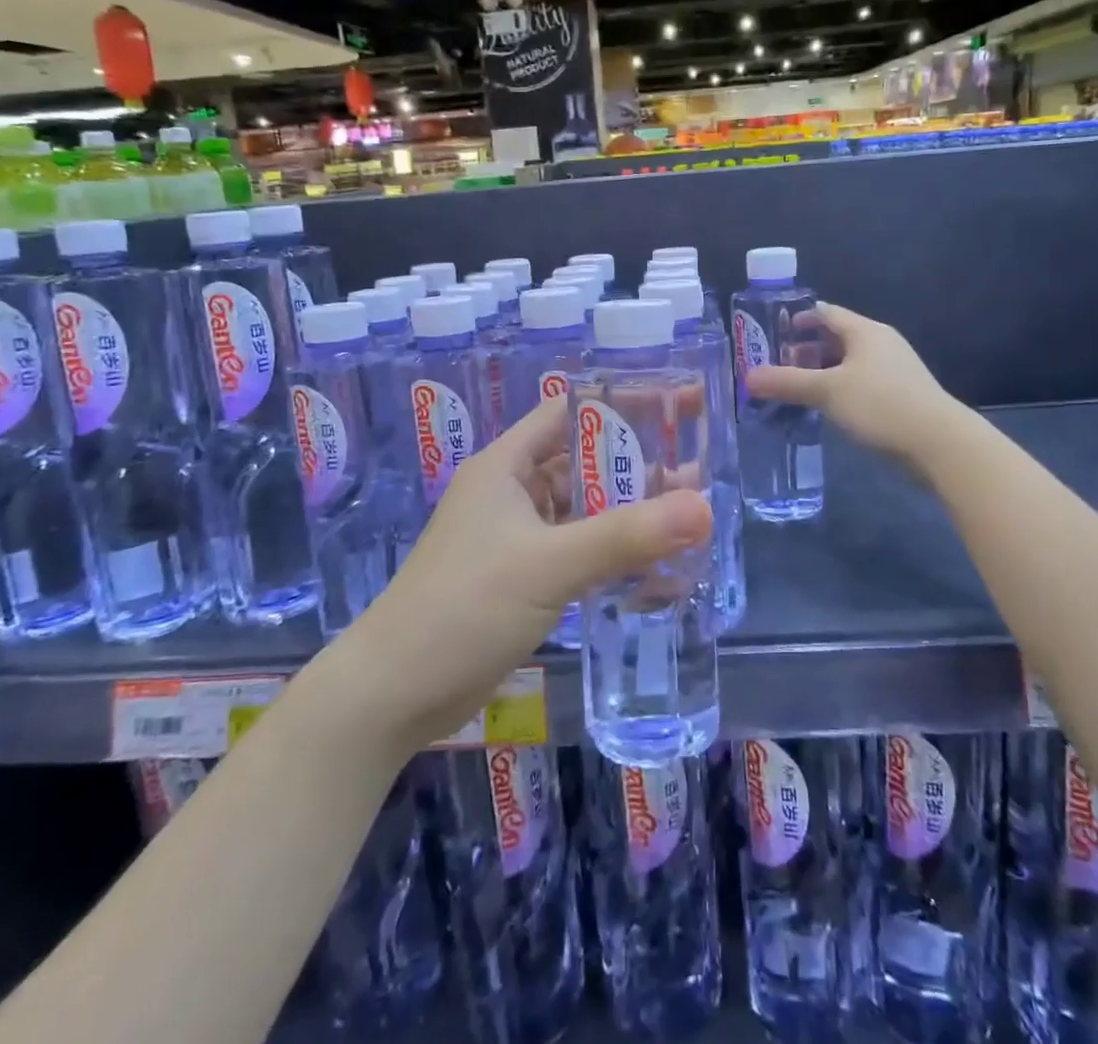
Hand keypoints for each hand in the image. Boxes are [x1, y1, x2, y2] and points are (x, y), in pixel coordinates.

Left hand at [334, 398, 713, 752]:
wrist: (392, 693)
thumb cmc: (463, 608)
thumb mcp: (549, 566)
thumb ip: (626, 536)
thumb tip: (704, 507)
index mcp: (505, 465)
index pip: (568, 412)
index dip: (621, 404)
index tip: (676, 406)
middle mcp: (509, 492)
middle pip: (581, 463)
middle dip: (636, 464)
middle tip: (698, 467)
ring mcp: (513, 538)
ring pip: (580, 510)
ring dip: (627, 512)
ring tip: (687, 515)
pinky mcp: (518, 578)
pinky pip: (574, 550)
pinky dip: (609, 552)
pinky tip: (651, 565)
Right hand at [744, 302, 956, 464]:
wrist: (939, 443)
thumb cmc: (880, 404)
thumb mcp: (827, 392)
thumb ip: (787, 382)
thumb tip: (748, 377)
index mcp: (865, 331)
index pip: (825, 312)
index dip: (798, 319)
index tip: (772, 333)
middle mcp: (881, 343)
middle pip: (836, 337)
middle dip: (806, 350)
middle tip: (776, 365)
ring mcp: (894, 370)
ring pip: (849, 363)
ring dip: (822, 373)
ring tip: (795, 389)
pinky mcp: (901, 396)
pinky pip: (861, 384)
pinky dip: (839, 390)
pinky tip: (825, 409)